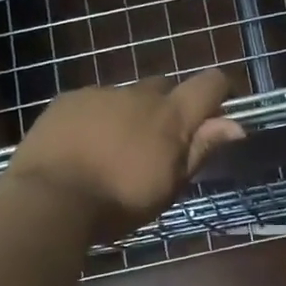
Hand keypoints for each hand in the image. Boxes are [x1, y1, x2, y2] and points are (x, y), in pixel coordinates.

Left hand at [3, 69, 245, 239]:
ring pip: (126, 96)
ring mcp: (100, 93)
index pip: (210, 83)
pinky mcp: (67, 99)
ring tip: (113, 149)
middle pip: (165, 87)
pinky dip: (96, 117)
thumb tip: (236, 125)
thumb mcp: (169, 185)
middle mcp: (139, 94)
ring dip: (129, 114)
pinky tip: (82, 146)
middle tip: (158, 142)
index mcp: (171, 116)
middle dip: (168, 107)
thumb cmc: (118, 202)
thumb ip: (201, 149)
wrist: (48, 198)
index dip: (219, 90)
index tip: (217, 109)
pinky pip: (92, 101)